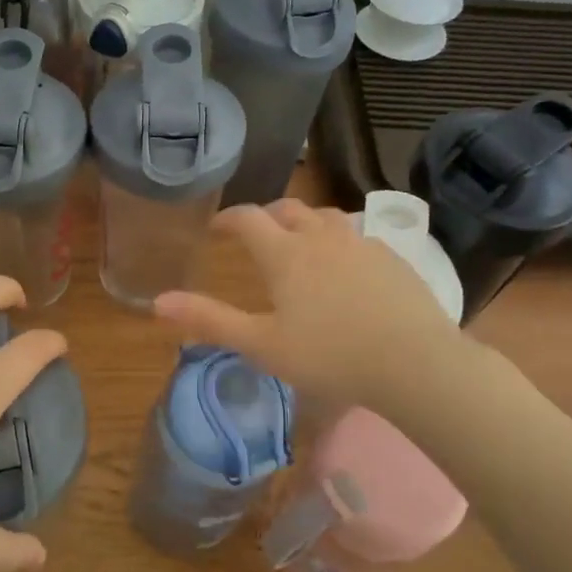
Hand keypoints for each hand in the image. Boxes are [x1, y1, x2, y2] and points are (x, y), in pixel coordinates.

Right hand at [154, 200, 481, 409]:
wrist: (414, 363)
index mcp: (285, 253)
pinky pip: (358, 236)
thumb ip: (210, 321)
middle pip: (289, 209)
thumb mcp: (262, 345)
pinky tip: (346, 267)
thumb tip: (157, 301)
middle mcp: (321, 236)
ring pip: (326, 218)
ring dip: (305, 223)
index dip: (228, 218)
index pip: (248, 218)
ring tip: (300, 242)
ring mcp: (361, 243)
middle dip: (267, 215)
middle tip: (256, 233)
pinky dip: (340, 241)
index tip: (216, 227)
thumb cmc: (329, 356)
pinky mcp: (392, 258)